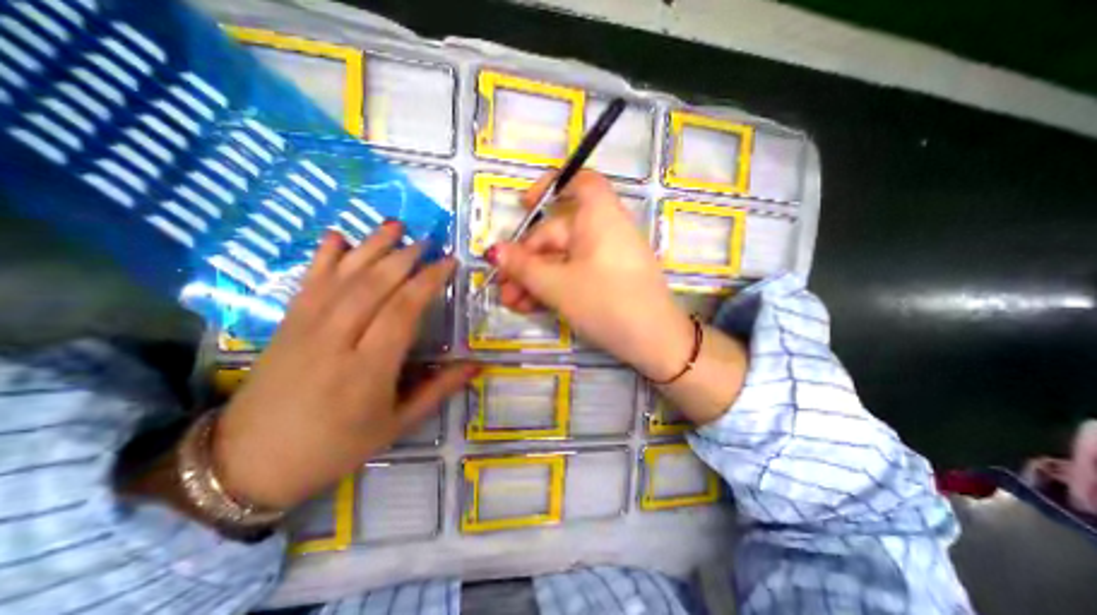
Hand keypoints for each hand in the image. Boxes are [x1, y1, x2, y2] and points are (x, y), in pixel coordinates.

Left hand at [215, 222, 476, 508]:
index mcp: (368, 369)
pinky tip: (339, 236)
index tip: (449, 263)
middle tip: (429, 240)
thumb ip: (439, 390)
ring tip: (396, 225)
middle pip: (374, 285)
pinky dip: (324, 255)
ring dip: (371, 246)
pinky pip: (308, 281)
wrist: (247, 463)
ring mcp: (306, 327)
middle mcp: (336, 340)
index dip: (429, 281)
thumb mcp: (396, 424)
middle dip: (405, 257)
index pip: (403, 310)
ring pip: (344, 276)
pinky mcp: (285, 323)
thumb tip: (477, 365)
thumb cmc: (336, 446)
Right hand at [492, 171, 692, 380]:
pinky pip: (574, 274)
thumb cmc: (605, 303)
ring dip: (535, 279)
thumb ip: (523, 267)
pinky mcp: (607, 279)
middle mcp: (604, 230)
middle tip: (502, 287)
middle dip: (526, 261)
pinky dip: (553, 287)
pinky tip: (530, 307)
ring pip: (562, 259)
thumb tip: (493, 252)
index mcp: (599, 217)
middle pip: (557, 234)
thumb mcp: (557, 285)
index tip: (524, 207)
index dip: (551, 186)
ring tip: (512, 304)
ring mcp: (606, 257)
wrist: (655, 343)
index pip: (580, 182)